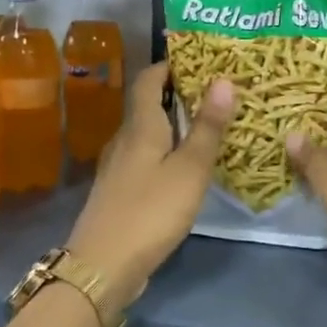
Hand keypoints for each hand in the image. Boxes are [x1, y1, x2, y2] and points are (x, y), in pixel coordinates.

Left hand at [65, 62, 235, 313]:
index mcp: (140, 127)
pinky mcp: (120, 192)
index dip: (169, 65)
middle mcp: (125, 140)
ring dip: (173, 124)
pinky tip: (186, 166)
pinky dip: (167, 151)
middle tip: (216, 91)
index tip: (198, 59)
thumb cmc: (150, 211)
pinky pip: (146, 158)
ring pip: (148, 134)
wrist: (102, 267)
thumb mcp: (190, 169)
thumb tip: (224, 79)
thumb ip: (208, 127)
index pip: (148, 80)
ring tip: (208, 125)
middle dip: (177, 94)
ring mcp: (119, 168)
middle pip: (148, 105)